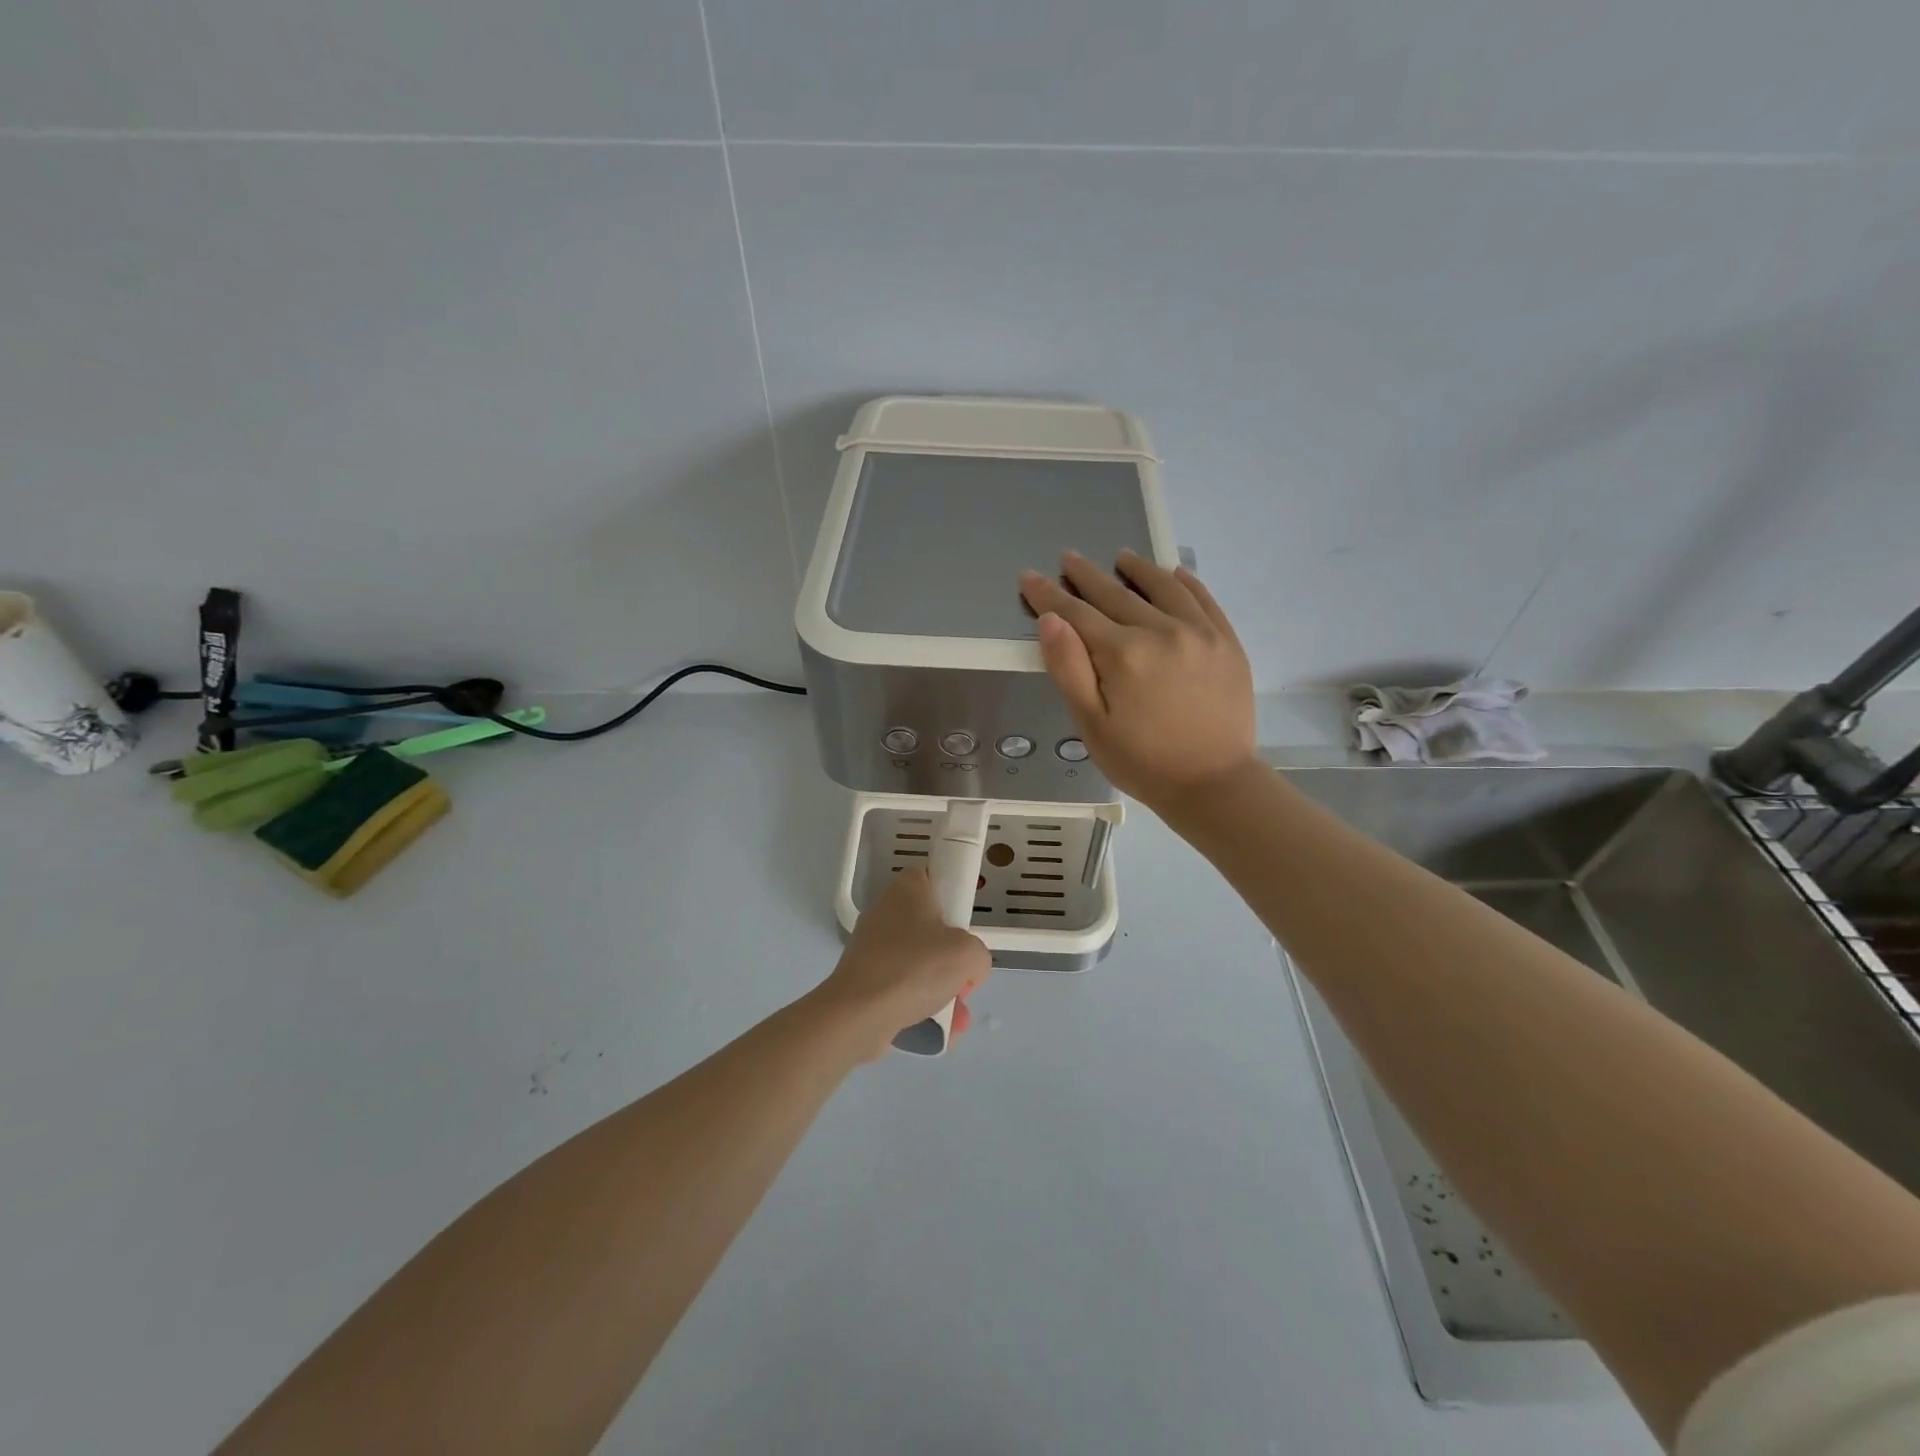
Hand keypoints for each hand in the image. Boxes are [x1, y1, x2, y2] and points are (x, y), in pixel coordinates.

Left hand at [816, 867, 991, 1060]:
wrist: (858, 1014)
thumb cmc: (915, 968)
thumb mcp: (968, 954)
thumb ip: (978, 955)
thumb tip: (966, 971)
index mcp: (907, 889)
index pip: (935, 877)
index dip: (955, 899)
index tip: (966, 926)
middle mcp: (886, 911)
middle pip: (932, 926)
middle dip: (953, 958)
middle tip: (963, 978)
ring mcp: (873, 946)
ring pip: (920, 961)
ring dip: (942, 988)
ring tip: (956, 1016)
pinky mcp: (865, 977)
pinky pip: (903, 985)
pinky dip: (921, 1003)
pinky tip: (939, 1029)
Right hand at [1019, 549, 1256, 812]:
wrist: (1215, 785)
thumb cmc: (1143, 762)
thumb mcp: (1092, 725)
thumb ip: (1069, 669)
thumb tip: (1050, 620)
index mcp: (1123, 654)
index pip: (1077, 614)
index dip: (1049, 595)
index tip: (1029, 576)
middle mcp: (1162, 631)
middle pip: (1116, 594)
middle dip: (1087, 576)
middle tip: (1069, 557)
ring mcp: (1200, 633)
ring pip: (1163, 588)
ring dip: (1138, 570)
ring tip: (1122, 557)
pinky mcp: (1227, 642)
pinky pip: (1204, 600)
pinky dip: (1186, 583)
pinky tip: (1174, 574)